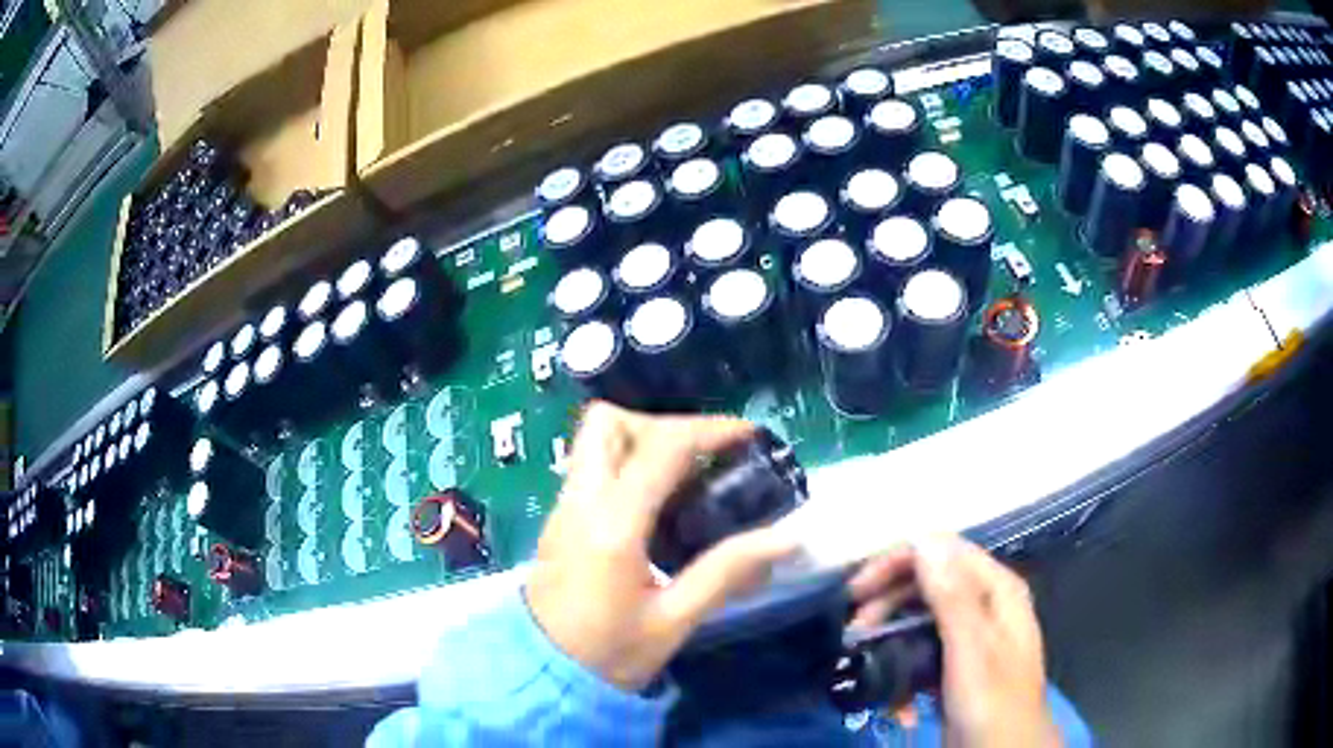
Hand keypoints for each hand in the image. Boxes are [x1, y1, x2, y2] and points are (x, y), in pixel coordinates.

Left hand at [525, 401, 796, 691]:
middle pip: (609, 421)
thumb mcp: (674, 621)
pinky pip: (591, 467)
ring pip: (594, 440)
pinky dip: (627, 463)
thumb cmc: (609, 654)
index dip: (712, 430)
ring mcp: (563, 507)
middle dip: (662, 425)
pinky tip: (658, 503)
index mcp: (612, 525)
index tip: (750, 436)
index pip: (662, 447)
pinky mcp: (559, 518)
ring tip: (686, 476)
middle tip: (703, 455)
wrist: (542, 673)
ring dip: (642, 440)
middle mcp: (581, 501)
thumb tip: (786, 537)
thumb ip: (727, 572)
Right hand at [849, 536, 1059, 747]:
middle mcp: (984, 604)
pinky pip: (923, 652)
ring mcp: (971, 636)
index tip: (857, 592)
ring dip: (891, 640)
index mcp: (996, 589)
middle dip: (887, 605)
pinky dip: (904, 670)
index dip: (898, 562)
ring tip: (867, 665)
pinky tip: (896, 700)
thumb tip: (924, 541)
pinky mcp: (956, 665)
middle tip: (853, 633)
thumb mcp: (970, 650)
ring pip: (921, 619)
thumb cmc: (992, 702)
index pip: (942, 551)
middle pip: (928, 583)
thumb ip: (951, 596)